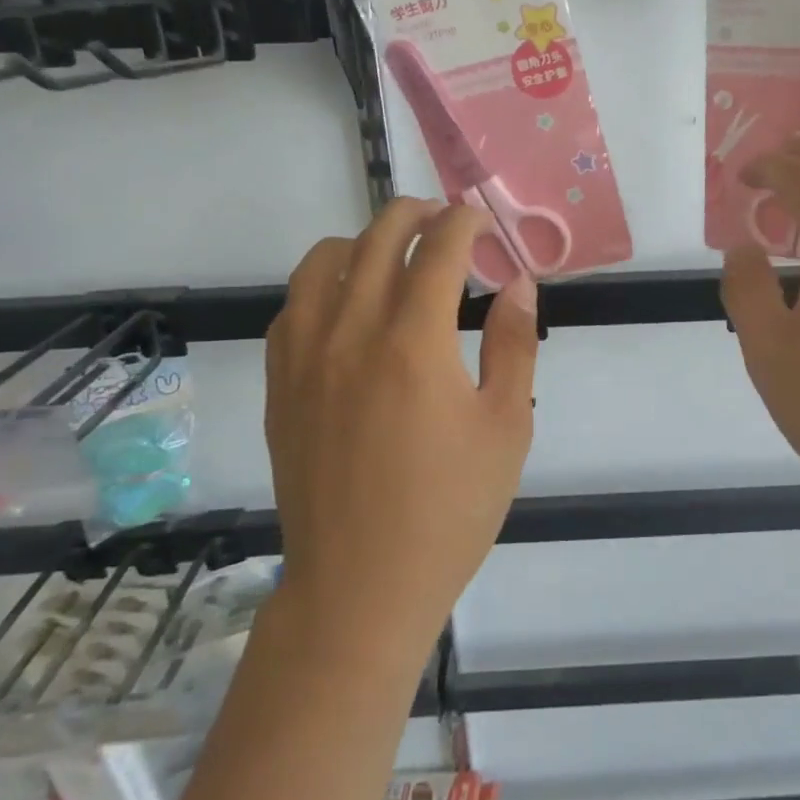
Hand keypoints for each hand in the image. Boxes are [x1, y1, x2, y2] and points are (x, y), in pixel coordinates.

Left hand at [264, 199, 538, 660]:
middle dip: (415, 214)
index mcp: (414, 343)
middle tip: (443, 220)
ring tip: (393, 255)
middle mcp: (350, 334)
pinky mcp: (281, 385)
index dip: (463, 223)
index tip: (480, 220)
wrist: (361, 585)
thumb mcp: (506, 426)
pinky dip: (324, 283)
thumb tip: (517, 283)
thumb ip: (514, 344)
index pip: (437, 250)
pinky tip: (348, 305)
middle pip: (376, 239)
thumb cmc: (450, 509)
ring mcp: (305, 358)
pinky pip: (293, 307)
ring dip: (363, 241)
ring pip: (322, 262)